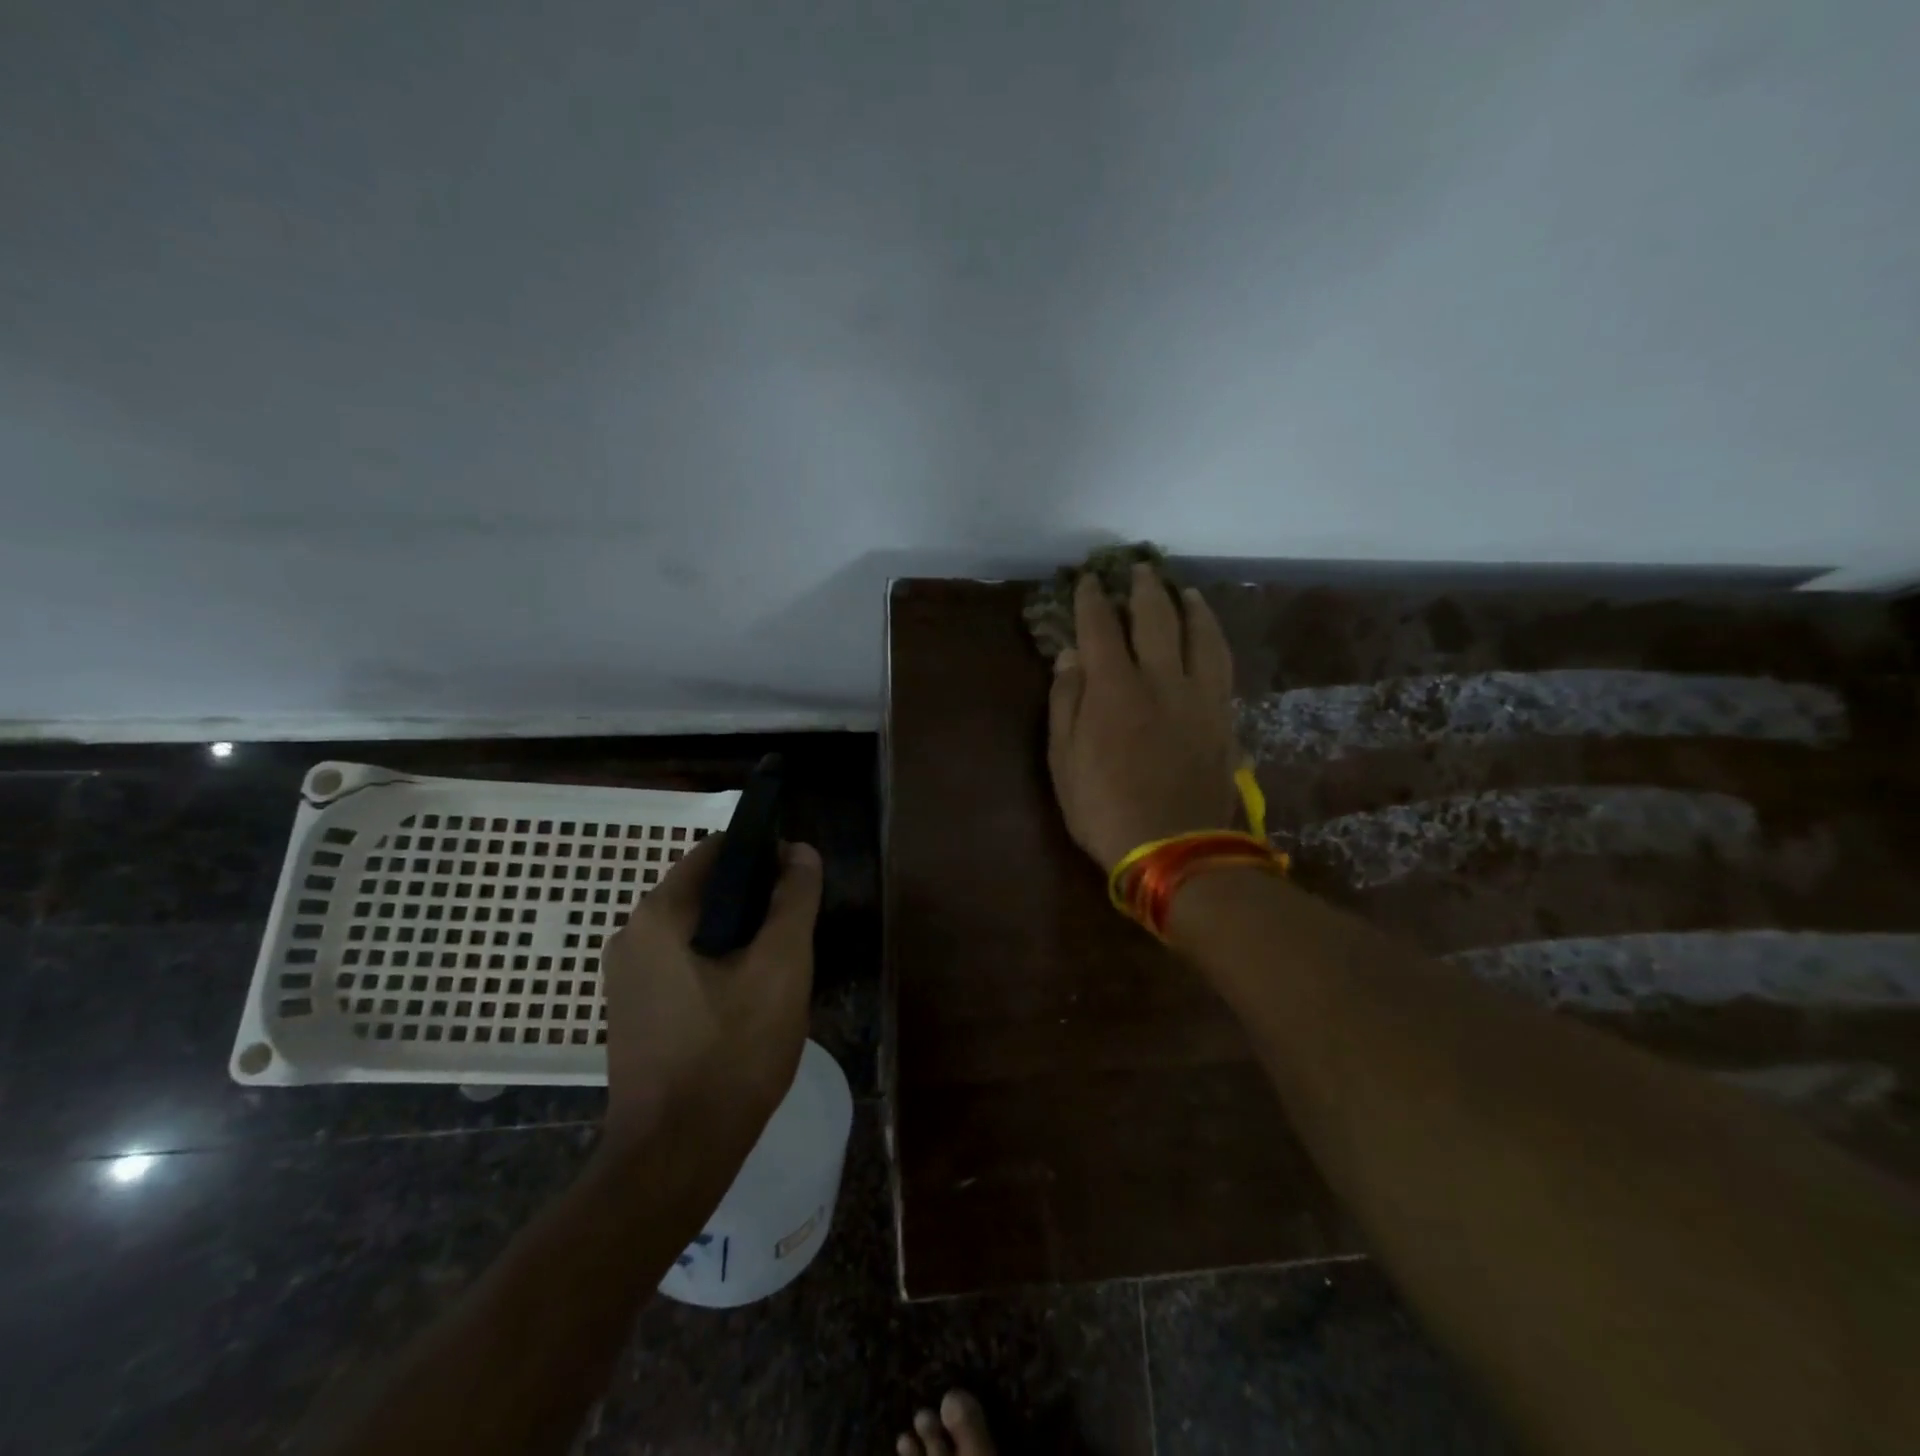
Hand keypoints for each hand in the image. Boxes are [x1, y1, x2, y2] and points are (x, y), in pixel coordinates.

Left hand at [599, 834, 823, 1151]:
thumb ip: (794, 900)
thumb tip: (800, 851)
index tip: (799, 884)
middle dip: (755, 904)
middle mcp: (631, 935)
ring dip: (739, 938)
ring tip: (778, 973)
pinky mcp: (633, 1011)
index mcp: (658, 915)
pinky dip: (718, 966)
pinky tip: (747, 1003)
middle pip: (706, 891)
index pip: (716, 851)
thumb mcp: (780, 967)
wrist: (675, 1156)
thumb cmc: (732, 1053)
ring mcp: (626, 977)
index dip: (764, 856)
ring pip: (697, 931)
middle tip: (795, 937)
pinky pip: (683, 964)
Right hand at [1048, 565, 1240, 870]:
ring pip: (1200, 634)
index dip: (1092, 600)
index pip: (1101, 627)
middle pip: (1156, 618)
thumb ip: (1066, 703)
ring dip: (1190, 606)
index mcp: (1114, 688)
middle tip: (1138, 569)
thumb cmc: (1104, 808)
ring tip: (1183, 590)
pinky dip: (1215, 638)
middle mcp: (1161, 678)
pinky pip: (1222, 663)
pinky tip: (1211, 634)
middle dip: (1144, 589)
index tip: (1088, 580)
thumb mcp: (1064, 761)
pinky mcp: (1224, 716)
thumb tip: (1069, 656)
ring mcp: (1199, 696)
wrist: (1175, 849)